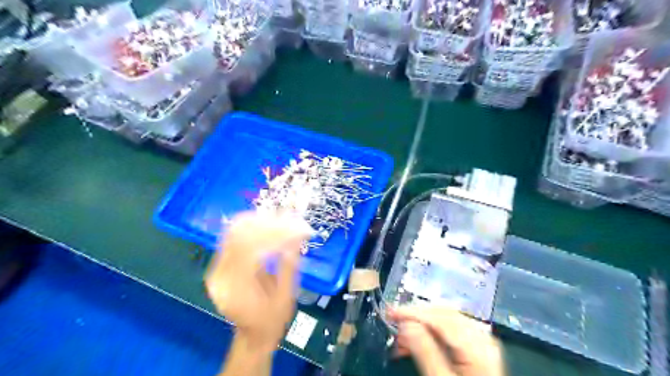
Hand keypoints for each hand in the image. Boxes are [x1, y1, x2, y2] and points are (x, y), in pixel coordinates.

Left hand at [204, 213, 311, 352]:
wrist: (253, 334)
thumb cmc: (272, 320)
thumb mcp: (286, 296)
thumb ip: (289, 265)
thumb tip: (297, 236)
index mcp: (236, 289)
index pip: (250, 248)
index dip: (276, 233)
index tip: (300, 228)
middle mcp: (220, 275)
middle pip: (240, 234)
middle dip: (269, 222)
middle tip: (294, 218)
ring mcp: (217, 267)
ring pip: (235, 230)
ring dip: (261, 219)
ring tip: (285, 217)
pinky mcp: (221, 262)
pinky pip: (235, 234)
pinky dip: (254, 224)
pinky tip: (271, 221)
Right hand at [388, 306, 501, 375]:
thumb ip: (425, 352)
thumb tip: (405, 324)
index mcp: (476, 345)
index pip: (439, 316)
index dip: (412, 311)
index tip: (391, 313)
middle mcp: (480, 337)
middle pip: (442, 312)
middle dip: (415, 316)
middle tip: (393, 322)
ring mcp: (479, 340)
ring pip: (444, 318)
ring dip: (420, 323)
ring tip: (402, 336)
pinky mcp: (474, 347)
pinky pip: (449, 328)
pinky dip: (430, 330)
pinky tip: (417, 339)